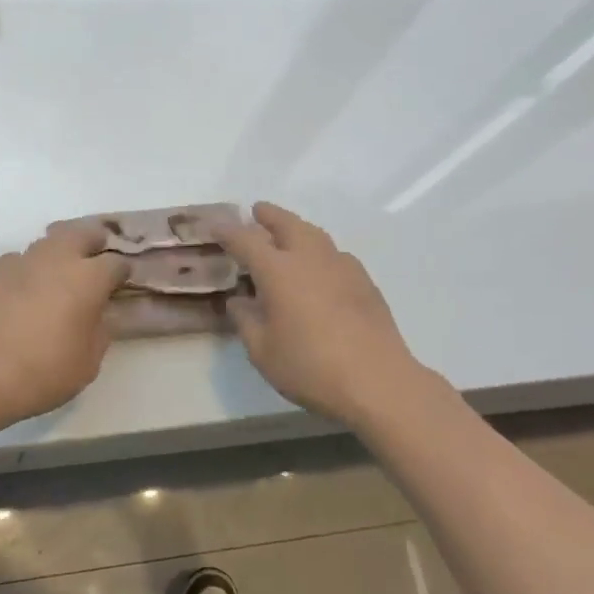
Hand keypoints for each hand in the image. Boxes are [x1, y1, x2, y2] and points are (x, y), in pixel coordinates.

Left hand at [0, 224, 128, 430]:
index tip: (123, 283)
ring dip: (61, 250)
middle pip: (82, 232)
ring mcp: (24, 261)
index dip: (123, 272)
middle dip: (94, 240)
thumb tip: (97, 314)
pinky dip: (32, 267)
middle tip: (97, 256)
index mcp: (88, 278)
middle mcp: (58, 259)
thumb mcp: (89, 362)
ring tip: (63, 271)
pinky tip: (29, 286)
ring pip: (49, 240)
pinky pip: (22, 259)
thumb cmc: (44, 372)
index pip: (116, 263)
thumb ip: (99, 330)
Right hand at [214, 202, 434, 424]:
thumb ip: (246, 321)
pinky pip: (336, 254)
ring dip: (297, 228)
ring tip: (288, 235)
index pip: (246, 240)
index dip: (228, 231)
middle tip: (257, 212)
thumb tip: (239, 301)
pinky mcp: (365, 282)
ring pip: (315, 235)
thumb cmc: (310, 367)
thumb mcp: (262, 351)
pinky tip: (320, 269)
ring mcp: (342, 267)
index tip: (216, 226)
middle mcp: (310, 258)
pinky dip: (320, 252)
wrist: (378, 381)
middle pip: (287, 224)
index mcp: (278, 271)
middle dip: (269, 215)